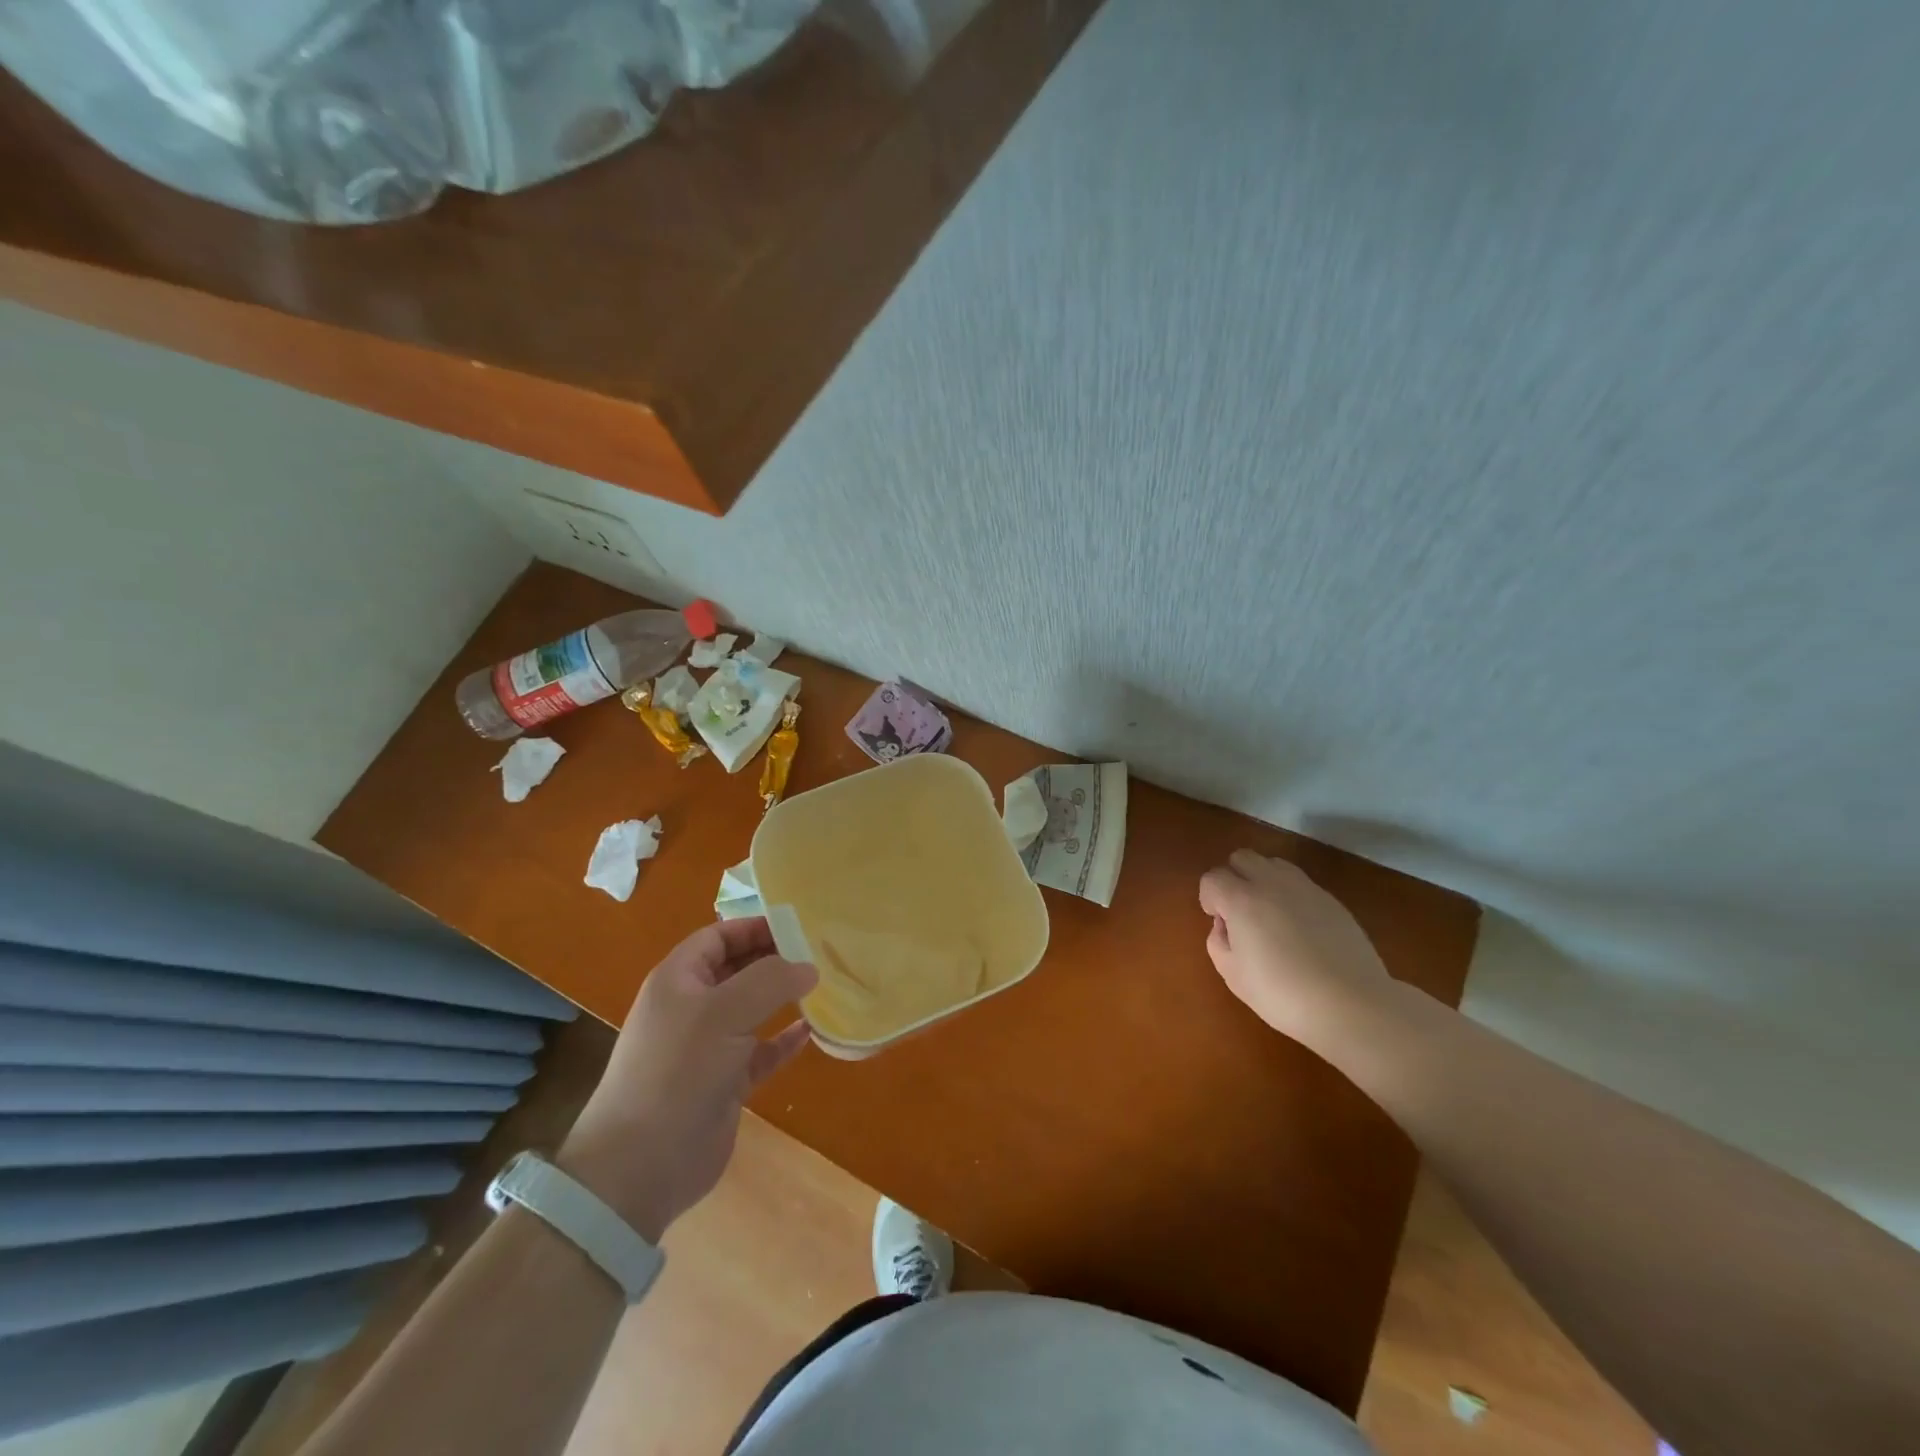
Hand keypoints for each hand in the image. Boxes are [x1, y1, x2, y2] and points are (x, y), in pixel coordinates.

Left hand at [557, 919, 816, 1241]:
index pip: (719, 936)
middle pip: (738, 969)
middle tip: (820, 953)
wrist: (641, 1165)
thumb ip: (770, 980)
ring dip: (783, 998)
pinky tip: (812, 1031)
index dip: (755, 927)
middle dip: (775, 959)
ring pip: (752, 1010)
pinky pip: (761, 1051)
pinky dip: (784, 1040)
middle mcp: (692, 1007)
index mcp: (679, 980)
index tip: (800, 926)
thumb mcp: (723, 1012)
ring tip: (824, 985)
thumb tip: (809, 966)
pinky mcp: (724, 1082)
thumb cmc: (678, 1071)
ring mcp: (708, 1047)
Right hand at [1198, 850, 1396, 1048]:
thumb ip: (1218, 942)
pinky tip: (1299, 929)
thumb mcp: (1233, 975)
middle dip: (1233, 878)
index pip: (1213, 878)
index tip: (1219, 923)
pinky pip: (1300, 883)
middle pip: (1242, 858)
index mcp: (1241, 899)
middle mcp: (1271, 883)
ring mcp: (1305, 888)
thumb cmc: (1282, 993)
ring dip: (1262, 880)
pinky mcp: (1331, 899)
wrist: (1351, 1004)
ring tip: (1269, 915)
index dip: (1209, 898)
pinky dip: (1290, 895)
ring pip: (1273, 864)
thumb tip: (1225, 926)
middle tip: (1239, 912)